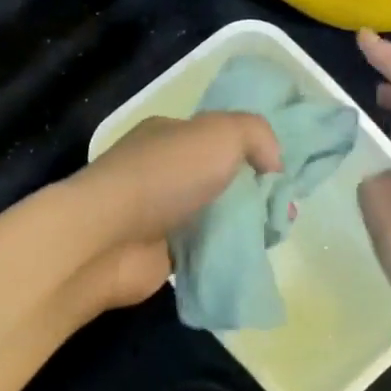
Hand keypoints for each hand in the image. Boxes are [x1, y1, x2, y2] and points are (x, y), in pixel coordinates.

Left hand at [65, 112, 281, 309]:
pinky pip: (205, 250)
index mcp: (171, 135)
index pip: (220, 137)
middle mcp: (164, 171)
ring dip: (244, 226)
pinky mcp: (161, 253)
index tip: (283, 174)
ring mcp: (161, 213)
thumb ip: (257, 135)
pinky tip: (250, 257)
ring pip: (216, 217)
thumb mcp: (220, 133)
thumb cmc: (164, 176)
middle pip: (222, 179)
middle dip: (255, 193)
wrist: (107, 239)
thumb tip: (273, 165)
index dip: (254, 151)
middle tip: (283, 211)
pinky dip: (226, 253)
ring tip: (273, 236)